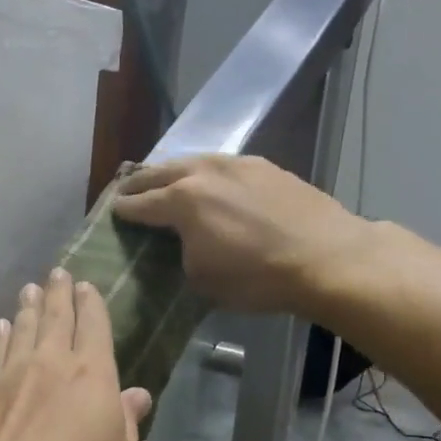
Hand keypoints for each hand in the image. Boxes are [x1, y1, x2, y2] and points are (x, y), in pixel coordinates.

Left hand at [0, 268, 153, 440]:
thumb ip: (129, 425)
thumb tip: (137, 395)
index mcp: (93, 376)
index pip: (94, 327)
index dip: (91, 304)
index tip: (86, 285)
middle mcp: (52, 362)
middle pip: (56, 317)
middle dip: (59, 293)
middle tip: (57, 273)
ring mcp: (13, 373)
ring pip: (23, 328)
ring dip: (28, 306)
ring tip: (29, 289)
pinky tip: (0, 325)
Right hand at [111, 155, 368, 314]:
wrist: (327, 258)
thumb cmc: (257, 277)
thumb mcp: (202, 279)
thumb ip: (181, 252)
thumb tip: (183, 242)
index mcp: (181, 200)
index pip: (140, 204)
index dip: (123, 210)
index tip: (113, 212)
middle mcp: (202, 172)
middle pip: (159, 173)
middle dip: (140, 183)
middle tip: (128, 191)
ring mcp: (236, 164)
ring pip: (191, 161)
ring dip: (172, 172)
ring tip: (164, 181)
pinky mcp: (264, 166)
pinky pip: (221, 165)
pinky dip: (205, 173)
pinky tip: (209, 183)